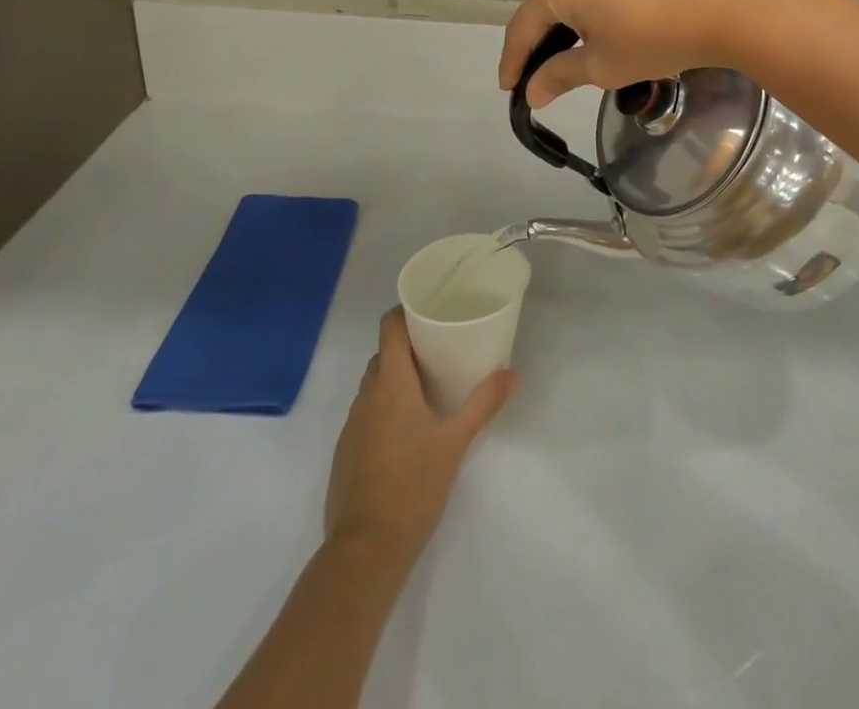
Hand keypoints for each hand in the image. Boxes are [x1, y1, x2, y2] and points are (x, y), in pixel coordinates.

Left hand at [324, 309, 517, 559]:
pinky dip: (385, 408)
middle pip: (383, 355)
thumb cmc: (414, 485)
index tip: (428, 307)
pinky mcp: (346, 453)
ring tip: (429, 385)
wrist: (365, 550)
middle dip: (408, 346)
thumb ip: (483, 404)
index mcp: (390, 383)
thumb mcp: (456, 442)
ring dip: (397, 378)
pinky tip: (408, 429)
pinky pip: (367, 414)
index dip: (404, 311)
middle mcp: (366, 396)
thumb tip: (513, 373)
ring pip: (374, 386)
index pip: (389, 328)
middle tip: (440, 346)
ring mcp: (352, 426)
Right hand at [499, 0, 779, 106]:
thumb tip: (532, 93)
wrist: (732, 0)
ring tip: (621, 13)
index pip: (525, 26)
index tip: (510, 84)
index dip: (515, 60)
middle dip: (561, 22)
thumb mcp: (606, 67)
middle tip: (575, 50)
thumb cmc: (660, 40)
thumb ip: (560, 75)